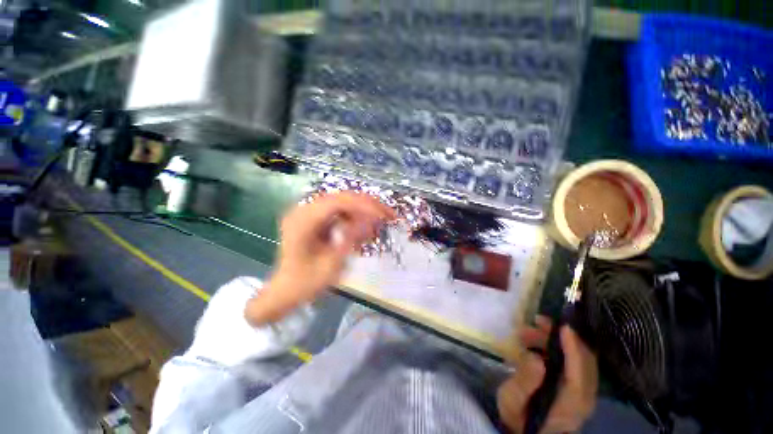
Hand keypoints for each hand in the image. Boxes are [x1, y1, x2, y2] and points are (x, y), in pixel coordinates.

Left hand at [245, 192, 394, 324]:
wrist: (286, 290)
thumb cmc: (306, 282)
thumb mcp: (331, 263)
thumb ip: (351, 238)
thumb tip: (372, 219)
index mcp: (303, 221)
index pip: (337, 202)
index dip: (363, 206)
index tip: (383, 216)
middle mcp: (304, 210)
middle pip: (341, 197)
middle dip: (367, 205)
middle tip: (388, 214)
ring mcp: (309, 212)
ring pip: (342, 202)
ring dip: (363, 209)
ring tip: (381, 220)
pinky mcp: (315, 218)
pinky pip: (339, 211)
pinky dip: (355, 216)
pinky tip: (365, 226)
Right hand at [497, 316, 597, 433]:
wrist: (527, 432)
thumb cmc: (518, 416)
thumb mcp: (512, 400)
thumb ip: (524, 381)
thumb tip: (536, 358)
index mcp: (571, 403)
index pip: (580, 372)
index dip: (573, 348)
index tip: (562, 326)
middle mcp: (584, 397)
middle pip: (584, 361)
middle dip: (562, 337)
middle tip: (536, 322)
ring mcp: (582, 392)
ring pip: (579, 358)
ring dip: (555, 340)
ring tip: (527, 332)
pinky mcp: (576, 387)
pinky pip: (574, 362)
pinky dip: (557, 346)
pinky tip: (536, 342)